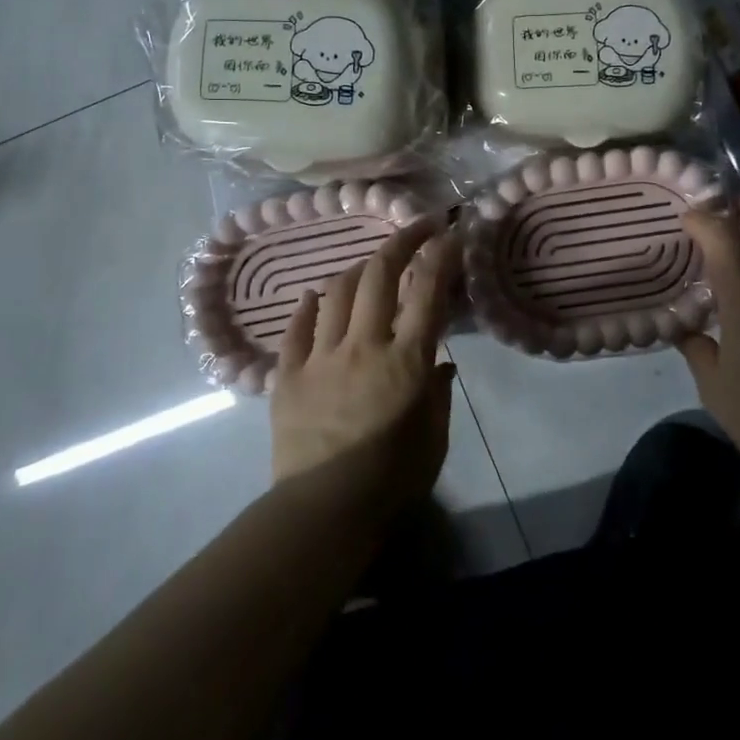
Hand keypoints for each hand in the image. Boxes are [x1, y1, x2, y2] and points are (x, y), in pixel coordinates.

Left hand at [269, 220, 461, 511]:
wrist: (324, 512)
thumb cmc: (393, 479)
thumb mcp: (435, 437)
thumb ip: (438, 392)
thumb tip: (439, 362)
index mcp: (406, 360)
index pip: (427, 290)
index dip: (441, 253)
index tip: (451, 231)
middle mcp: (363, 345)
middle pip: (379, 275)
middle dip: (400, 241)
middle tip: (417, 228)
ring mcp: (321, 356)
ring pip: (336, 292)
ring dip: (357, 270)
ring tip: (370, 267)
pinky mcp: (288, 375)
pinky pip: (297, 328)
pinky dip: (308, 306)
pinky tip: (314, 296)